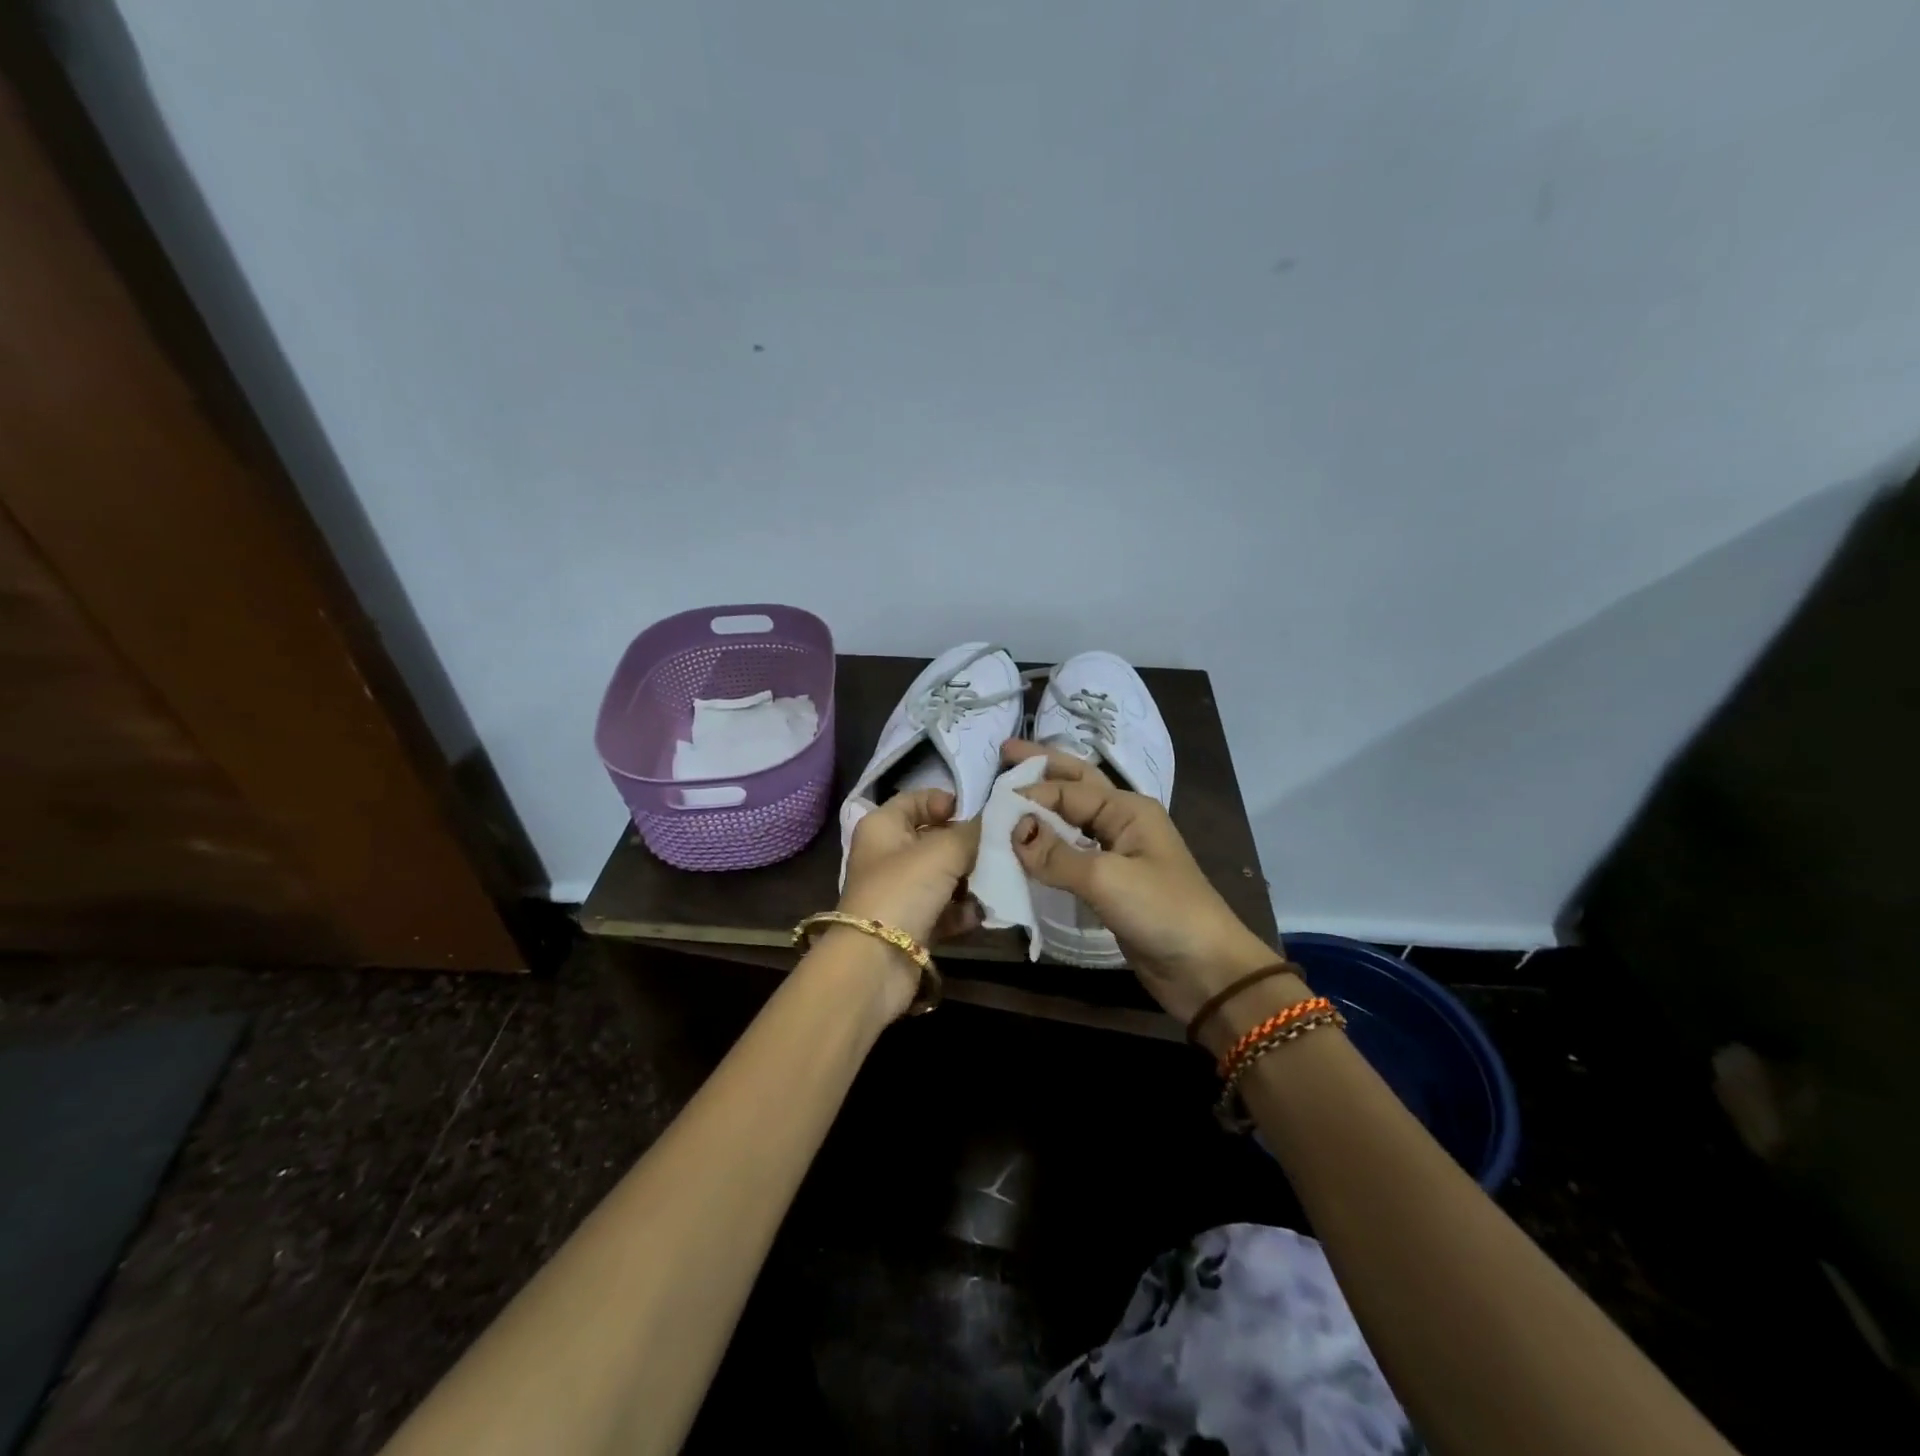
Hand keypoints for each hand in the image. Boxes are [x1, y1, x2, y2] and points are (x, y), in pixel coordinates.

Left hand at [837, 788, 983, 949]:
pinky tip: (979, 915)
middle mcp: (887, 855)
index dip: (945, 802)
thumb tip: (990, 822)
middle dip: (966, 846)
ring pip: (942, 876)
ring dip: (968, 881)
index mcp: (882, 826)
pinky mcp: (910, 925)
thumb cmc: (903, 890)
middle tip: (997, 849)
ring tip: (994, 884)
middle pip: (933, 840)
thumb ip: (971, 832)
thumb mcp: (943, 851)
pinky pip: (943, 909)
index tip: (977, 813)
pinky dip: (961, 911)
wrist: (875, 964)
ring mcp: (898, 892)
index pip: (915, 800)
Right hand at [1004, 741, 1280, 1022]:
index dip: (1030, 794)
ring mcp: (1117, 853)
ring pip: (1071, 820)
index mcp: (1127, 809)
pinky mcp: (1110, 883)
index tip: (991, 807)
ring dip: (1042, 807)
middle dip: (1042, 768)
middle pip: (1075, 785)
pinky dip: (1047, 847)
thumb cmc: (1162, 911)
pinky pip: (1071, 855)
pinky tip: (1026, 847)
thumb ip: (1056, 854)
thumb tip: (1013, 829)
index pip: (1067, 790)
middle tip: (1004, 751)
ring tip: (1007, 796)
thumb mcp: (1106, 879)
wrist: (1205, 969)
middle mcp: (1122, 822)